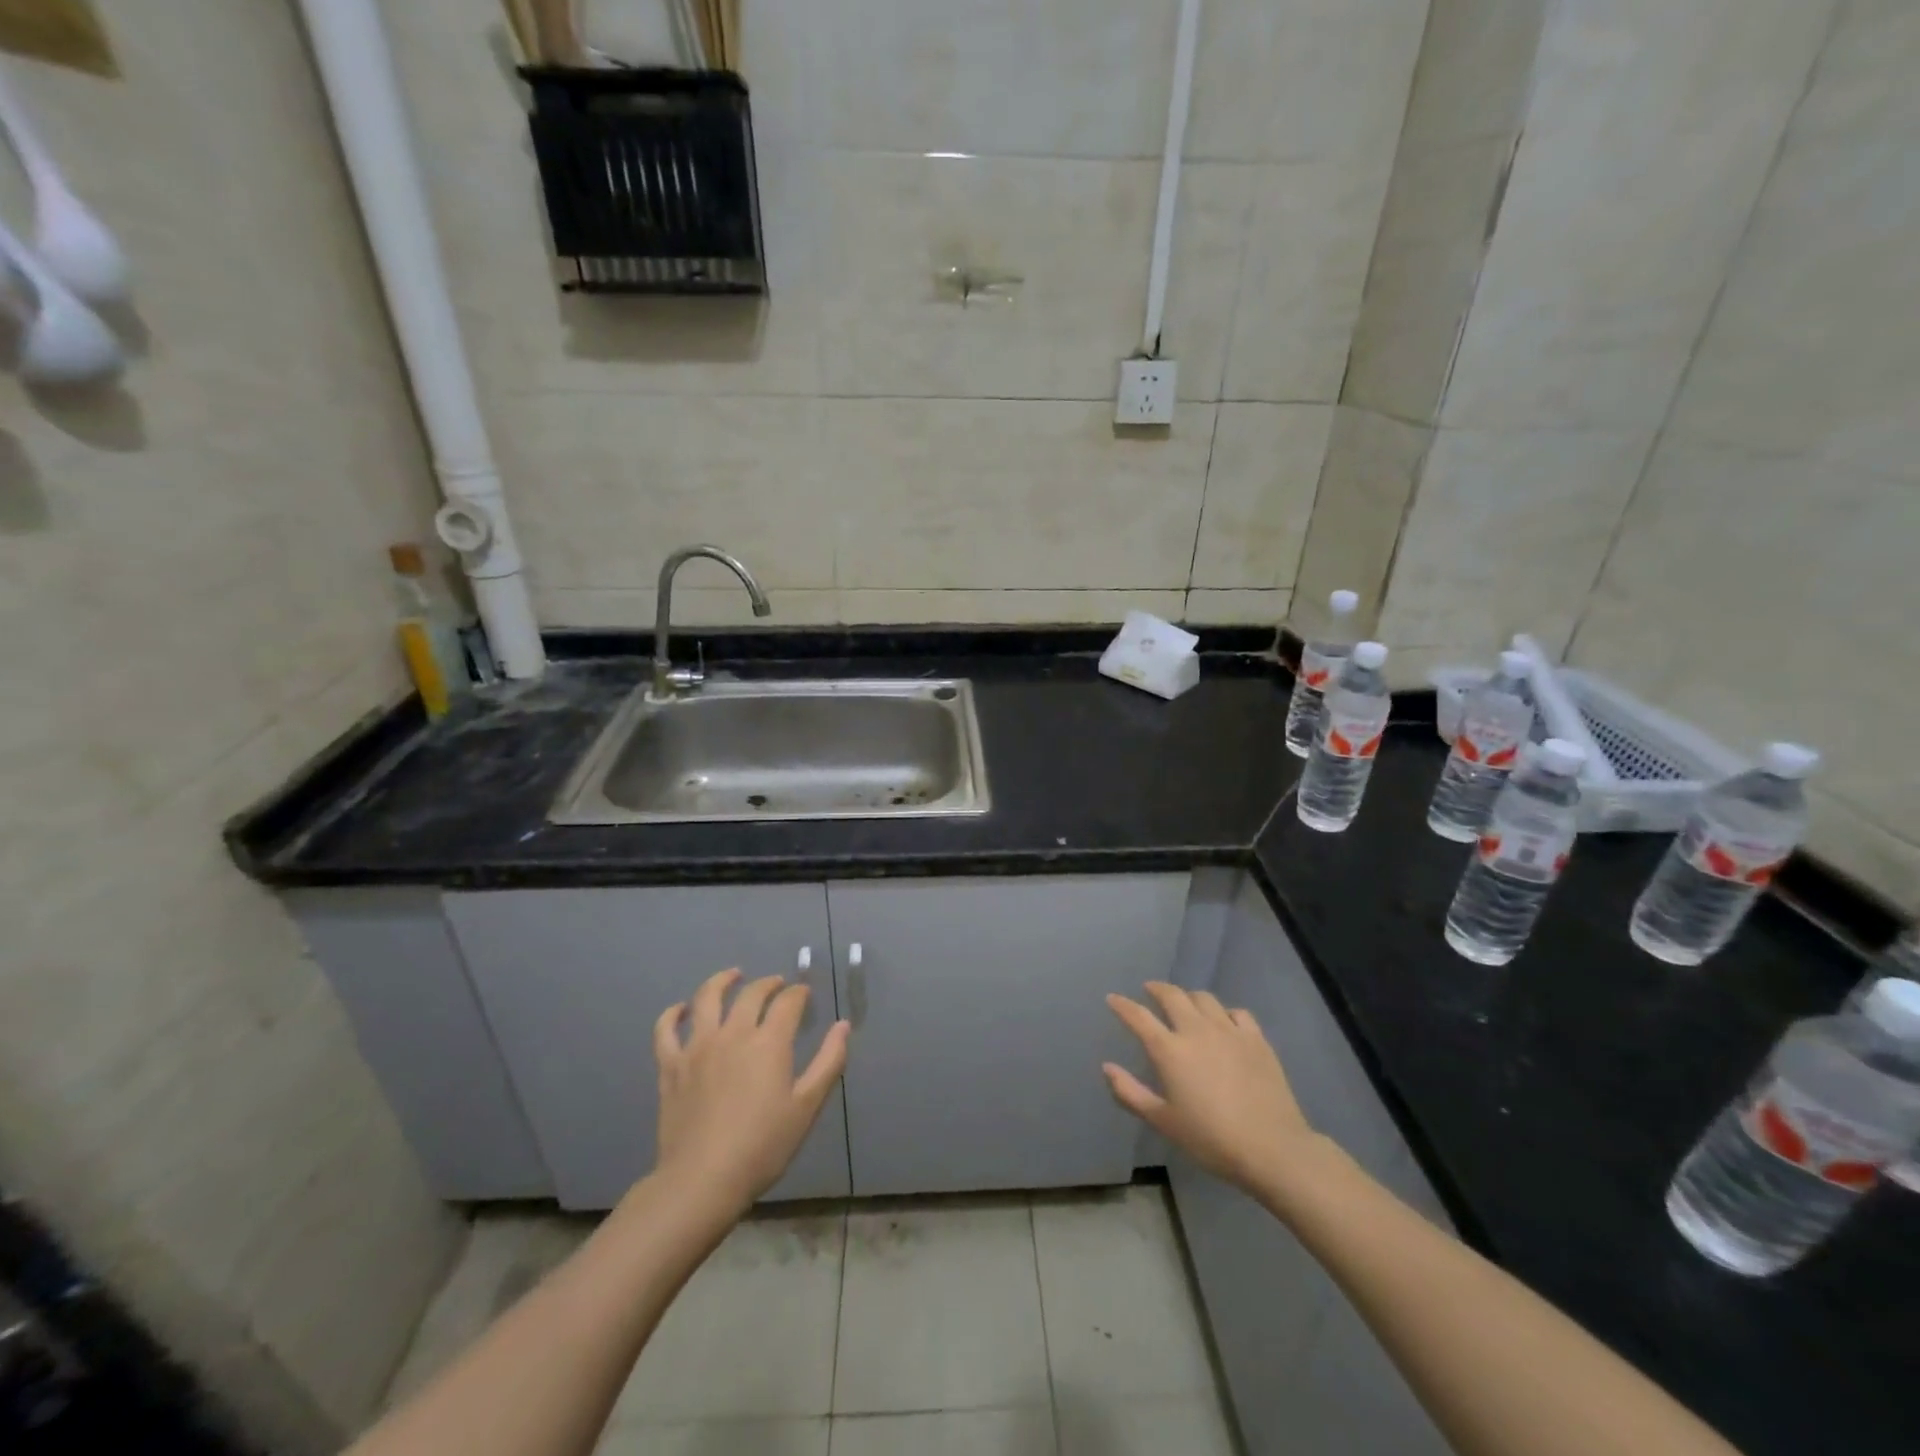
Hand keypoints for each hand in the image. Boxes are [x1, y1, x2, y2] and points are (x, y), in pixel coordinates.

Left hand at [653, 969, 850, 1211]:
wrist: (702, 1180)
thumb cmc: (763, 1146)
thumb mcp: (807, 1107)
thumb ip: (828, 1062)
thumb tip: (843, 1026)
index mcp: (769, 1042)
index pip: (788, 1002)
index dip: (798, 993)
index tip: (804, 995)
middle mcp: (733, 1033)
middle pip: (751, 994)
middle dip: (768, 984)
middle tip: (777, 985)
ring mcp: (697, 1047)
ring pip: (706, 998)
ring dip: (722, 981)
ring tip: (733, 975)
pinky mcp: (671, 1066)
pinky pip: (666, 1030)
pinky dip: (673, 1014)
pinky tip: (681, 1009)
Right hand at [1104, 982, 1327, 1197]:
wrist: (1272, 1148)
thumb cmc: (1211, 1139)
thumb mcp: (1163, 1122)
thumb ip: (1130, 1093)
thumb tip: (1107, 1067)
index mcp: (1170, 1050)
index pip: (1139, 1017)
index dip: (1122, 1005)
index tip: (1112, 998)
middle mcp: (1196, 1030)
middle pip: (1172, 996)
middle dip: (1156, 989)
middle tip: (1149, 990)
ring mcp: (1229, 1031)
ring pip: (1204, 998)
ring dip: (1188, 997)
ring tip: (1185, 1003)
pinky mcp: (1256, 1039)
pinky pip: (1237, 1013)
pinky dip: (1224, 1012)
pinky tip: (1224, 1022)